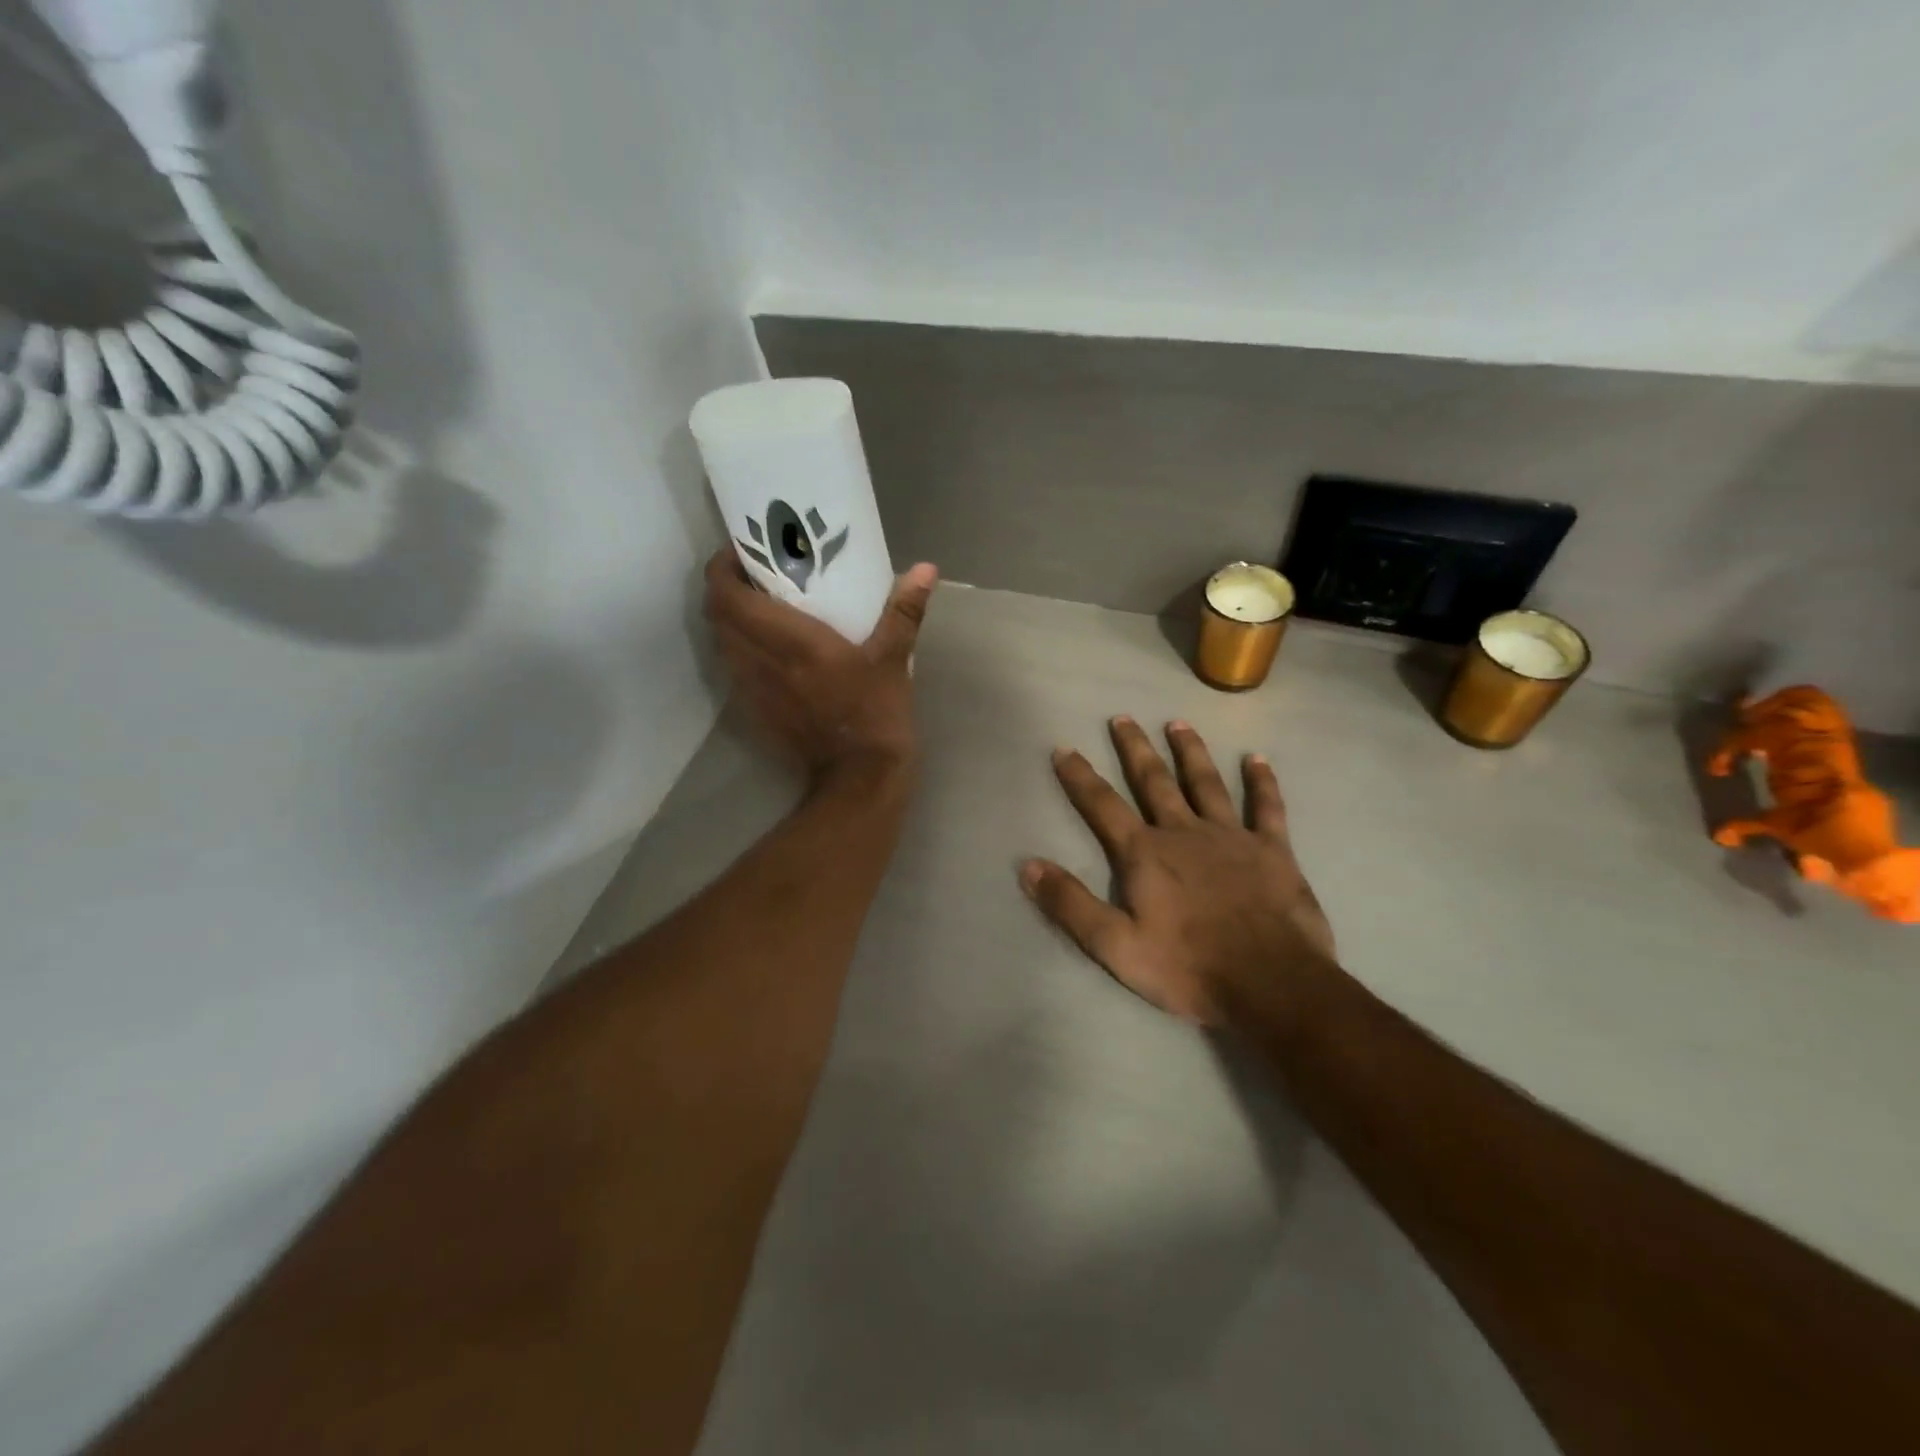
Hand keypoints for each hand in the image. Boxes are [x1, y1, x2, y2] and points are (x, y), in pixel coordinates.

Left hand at [704, 549, 937, 789]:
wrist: (858, 778)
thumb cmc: (874, 713)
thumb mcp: (893, 659)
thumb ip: (904, 612)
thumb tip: (925, 569)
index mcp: (788, 640)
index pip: (728, 596)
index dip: (723, 568)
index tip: (741, 552)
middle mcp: (759, 660)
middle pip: (716, 615)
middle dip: (724, 589)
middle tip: (752, 575)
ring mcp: (752, 689)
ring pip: (720, 642)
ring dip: (729, 619)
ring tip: (757, 606)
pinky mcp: (754, 711)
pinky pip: (732, 668)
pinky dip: (738, 648)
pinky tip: (767, 647)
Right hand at [1020, 717, 1336, 1027]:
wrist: (1271, 984)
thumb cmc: (1188, 967)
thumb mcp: (1115, 945)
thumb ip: (1070, 903)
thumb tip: (1028, 866)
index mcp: (1145, 854)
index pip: (1103, 806)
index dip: (1080, 777)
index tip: (1064, 749)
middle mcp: (1184, 832)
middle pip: (1154, 781)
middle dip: (1134, 749)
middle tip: (1122, 718)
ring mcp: (1231, 836)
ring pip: (1205, 783)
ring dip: (1190, 752)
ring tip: (1178, 723)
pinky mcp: (1272, 850)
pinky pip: (1266, 807)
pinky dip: (1262, 782)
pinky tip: (1257, 759)